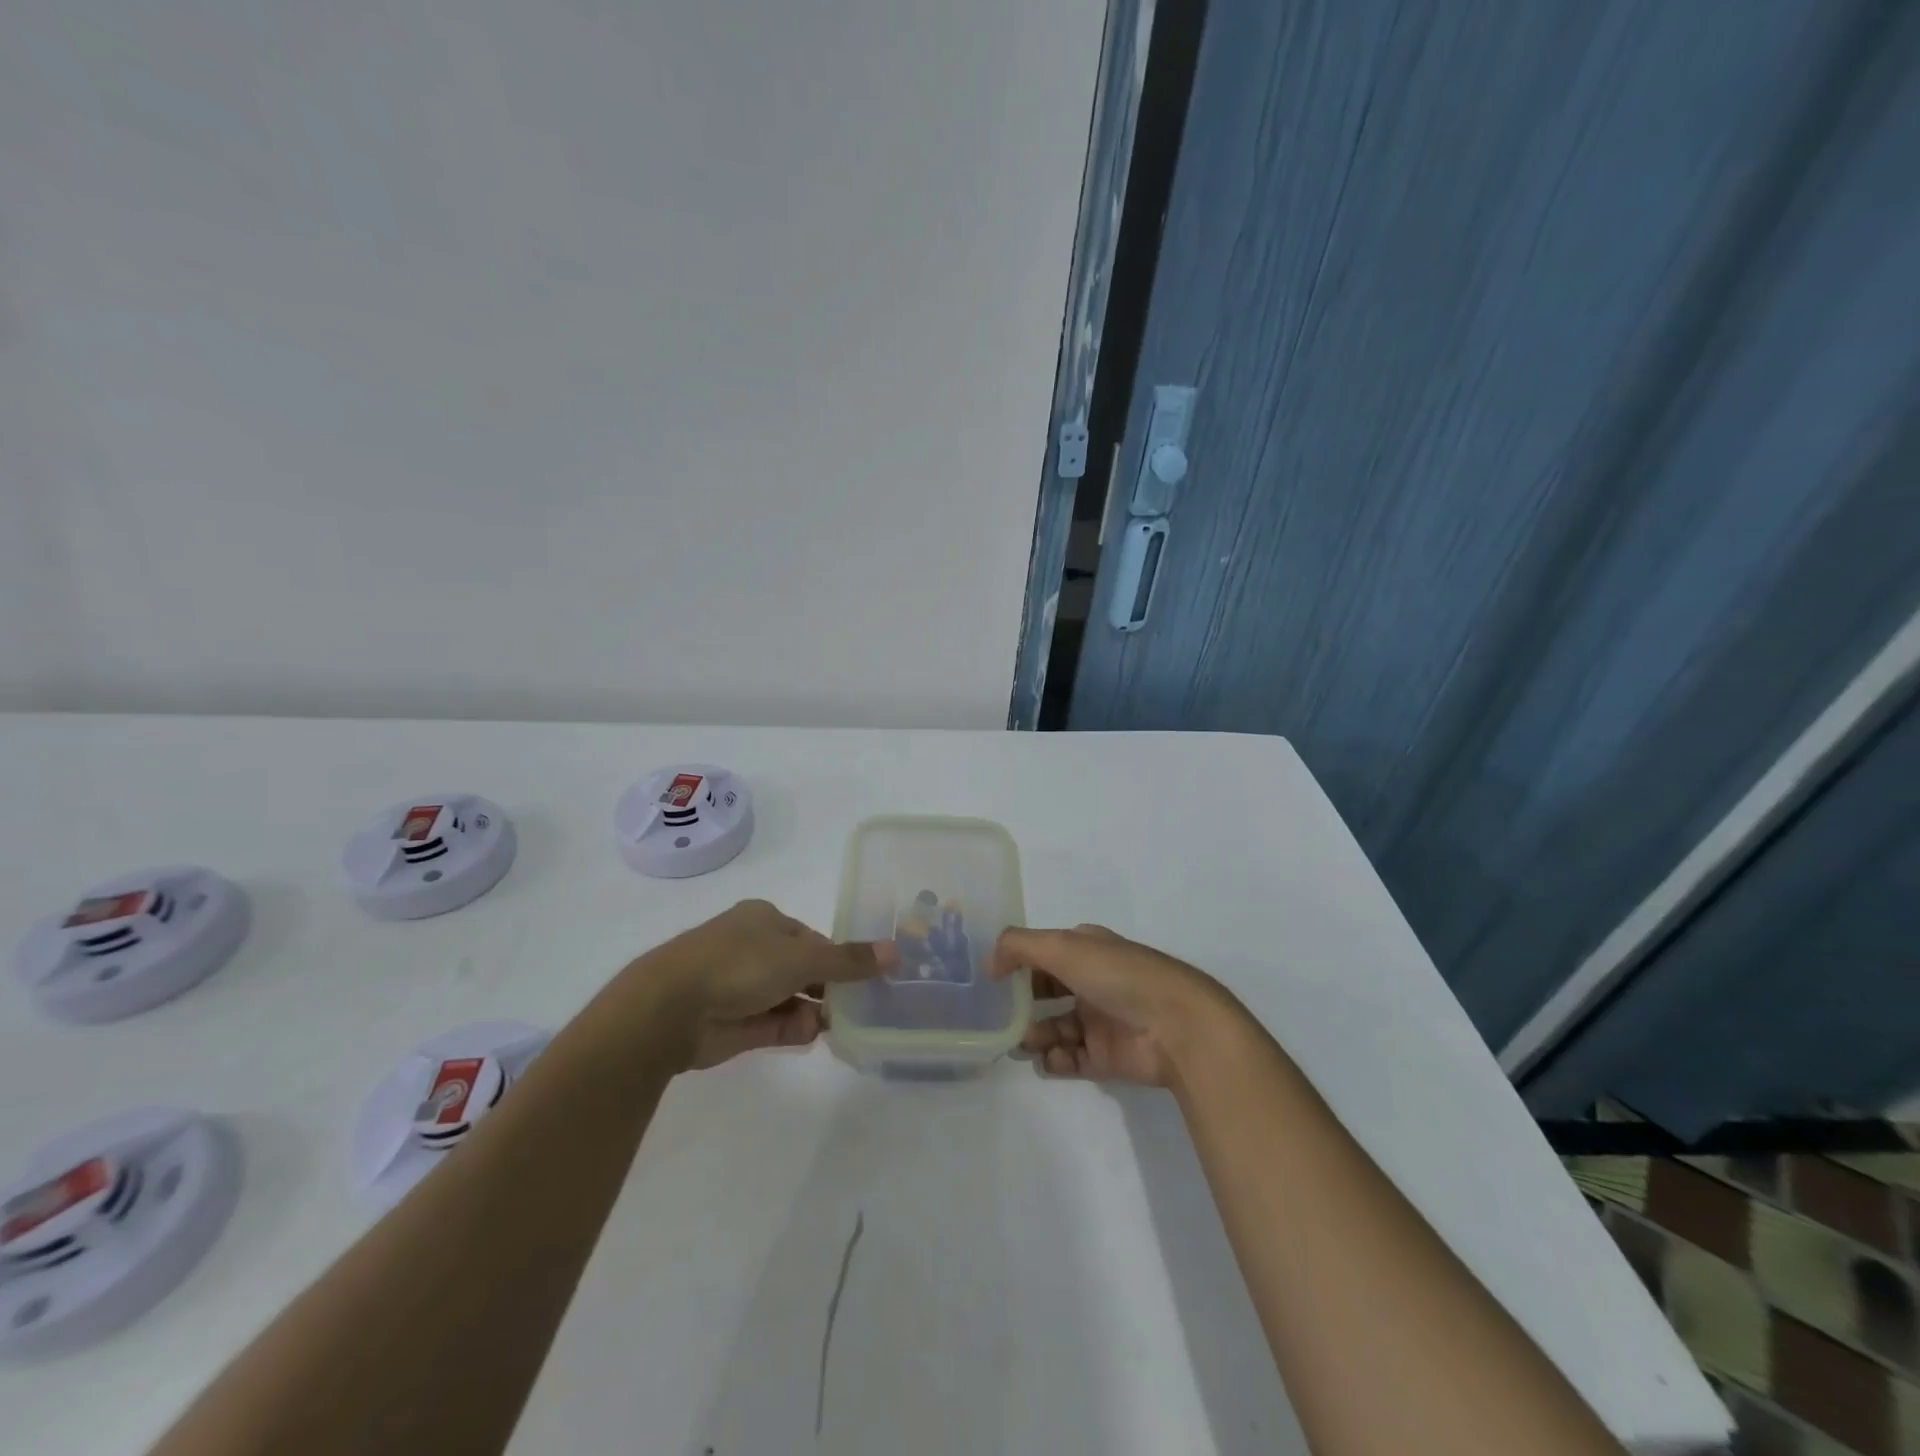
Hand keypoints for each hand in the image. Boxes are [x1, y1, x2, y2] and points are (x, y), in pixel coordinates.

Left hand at [624, 900, 893, 1069]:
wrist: (670, 1009)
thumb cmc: (739, 964)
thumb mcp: (802, 957)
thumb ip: (848, 960)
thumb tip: (895, 951)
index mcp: (764, 920)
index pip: (811, 938)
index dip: (838, 956)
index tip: (866, 976)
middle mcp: (752, 949)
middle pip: (802, 968)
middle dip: (829, 986)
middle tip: (863, 1005)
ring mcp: (740, 988)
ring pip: (789, 998)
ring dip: (815, 1010)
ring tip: (845, 1024)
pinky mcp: (733, 1024)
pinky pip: (774, 1025)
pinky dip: (795, 1029)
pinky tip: (817, 1035)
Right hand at [992, 924, 1229, 1086]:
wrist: (1177, 1026)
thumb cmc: (1119, 976)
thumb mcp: (1062, 946)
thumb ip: (1018, 947)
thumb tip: (989, 963)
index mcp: (1086, 949)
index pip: (1044, 952)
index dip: (1017, 962)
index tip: (989, 979)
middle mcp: (1092, 981)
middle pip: (1046, 991)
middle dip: (1021, 1003)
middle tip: (995, 1017)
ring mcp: (1099, 1020)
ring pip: (1054, 1027)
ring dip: (1034, 1034)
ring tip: (1020, 1042)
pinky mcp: (1106, 1057)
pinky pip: (1070, 1059)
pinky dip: (1055, 1061)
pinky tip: (1047, 1060)